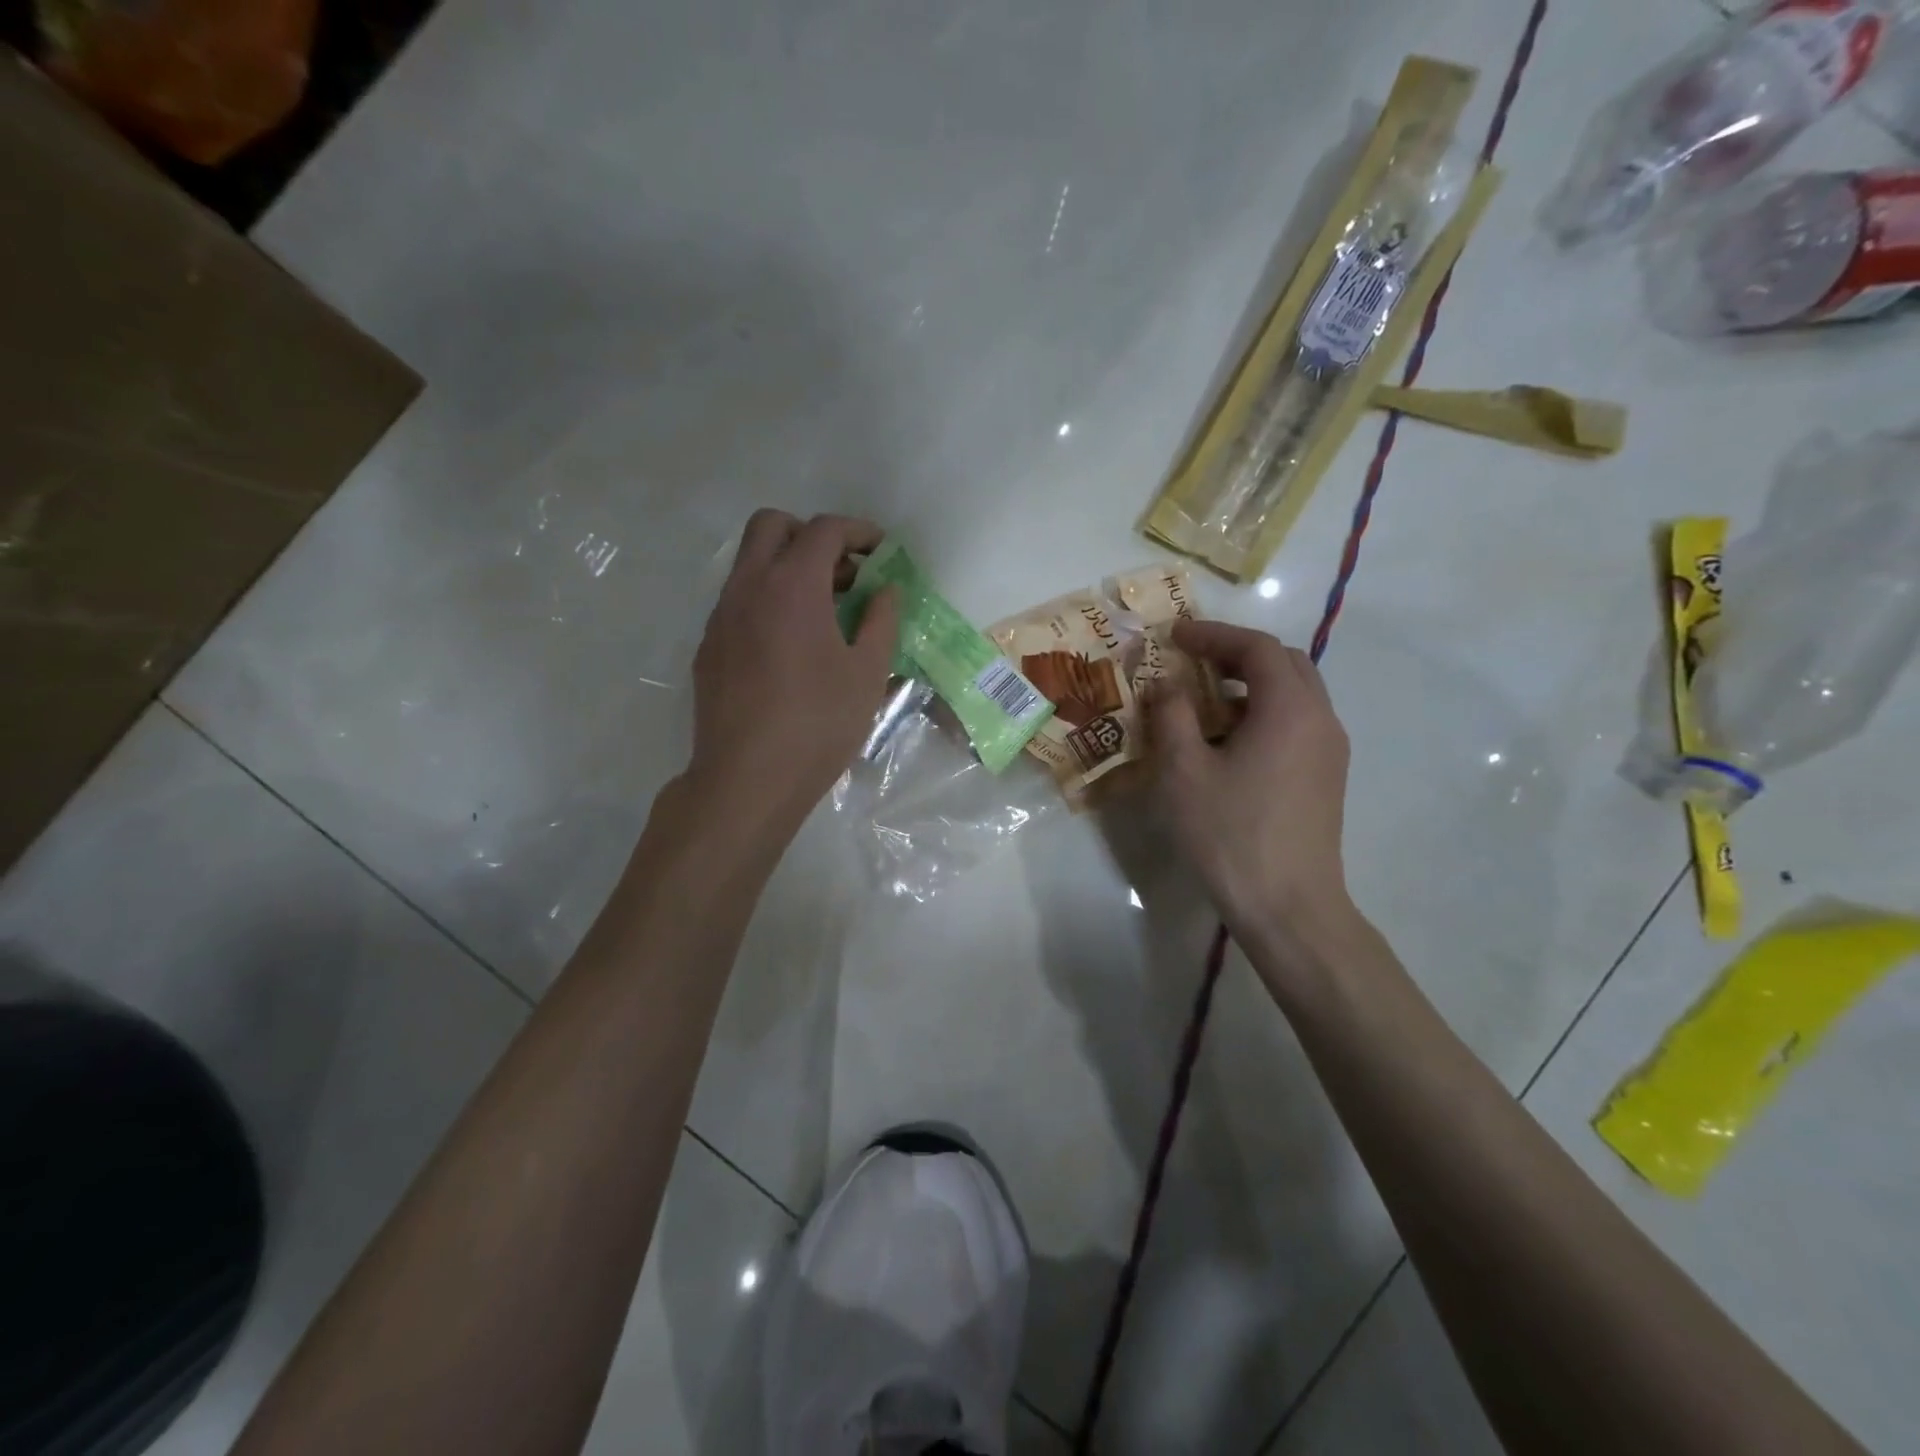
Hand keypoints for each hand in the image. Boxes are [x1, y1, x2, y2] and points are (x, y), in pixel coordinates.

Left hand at [683, 510, 898, 841]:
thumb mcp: (867, 673)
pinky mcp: (708, 647)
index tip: (881, 552)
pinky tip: (789, 646)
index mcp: (792, 586)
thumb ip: (881, 621)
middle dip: (811, 535)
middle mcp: (748, 587)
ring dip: (786, 567)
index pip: (825, 530)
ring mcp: (720, 616)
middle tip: (844, 573)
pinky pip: (738, 601)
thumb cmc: (818, 724)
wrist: (747, 779)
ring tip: (823, 612)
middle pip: (772, 526)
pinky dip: (767, 600)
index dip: (859, 532)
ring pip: (749, 563)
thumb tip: (886, 591)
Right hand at [1148, 619, 1355, 959]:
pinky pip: (1297, 723)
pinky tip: (1228, 742)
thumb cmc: (1230, 833)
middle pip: (1284, 663)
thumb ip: (1172, 715)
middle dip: (1237, 653)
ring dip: (1250, 684)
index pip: (1256, 647)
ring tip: (1204, 702)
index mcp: (1289, 708)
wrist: (1288, 905)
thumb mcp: (1183, 770)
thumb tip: (1167, 684)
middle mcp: (1320, 719)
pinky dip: (1263, 713)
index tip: (1175, 637)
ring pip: (1294, 694)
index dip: (1213, 634)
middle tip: (1193, 661)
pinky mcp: (1326, 777)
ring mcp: (1329, 750)